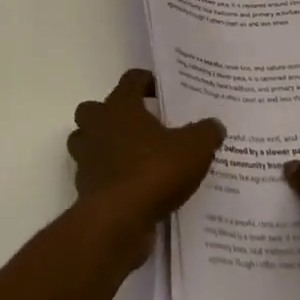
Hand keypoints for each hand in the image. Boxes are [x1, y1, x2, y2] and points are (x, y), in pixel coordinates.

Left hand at [67, 69, 225, 266]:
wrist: (118, 220)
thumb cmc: (153, 171)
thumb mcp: (193, 149)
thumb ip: (205, 133)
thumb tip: (215, 124)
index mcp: (120, 106)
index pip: (131, 80)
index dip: (146, 81)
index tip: (162, 91)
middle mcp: (97, 125)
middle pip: (94, 109)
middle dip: (111, 114)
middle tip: (138, 126)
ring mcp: (87, 156)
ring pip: (86, 140)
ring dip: (103, 145)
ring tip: (131, 156)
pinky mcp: (85, 186)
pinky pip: (94, 173)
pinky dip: (107, 177)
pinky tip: (131, 188)